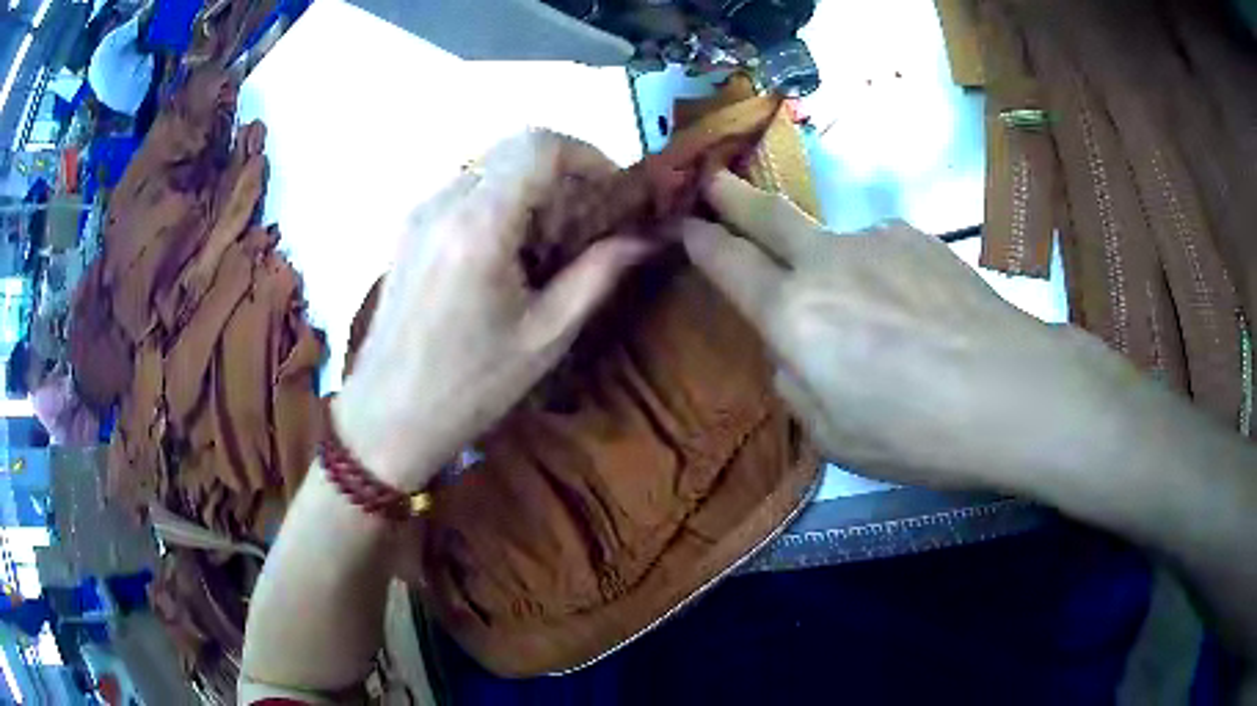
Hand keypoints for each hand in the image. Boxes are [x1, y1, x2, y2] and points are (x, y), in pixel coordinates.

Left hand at [334, 131, 651, 490]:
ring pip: (490, 166)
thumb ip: (597, 275)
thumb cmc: (469, 388)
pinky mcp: (409, 229)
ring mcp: (420, 213)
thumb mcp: (544, 337)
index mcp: (479, 226)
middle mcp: (444, 203)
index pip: (539, 146)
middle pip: (515, 149)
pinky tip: (508, 253)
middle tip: (584, 221)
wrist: (387, 418)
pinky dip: (500, 202)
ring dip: (531, 187)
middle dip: (562, 173)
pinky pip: (465, 190)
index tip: (612, 190)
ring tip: (548, 243)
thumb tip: (643, 239)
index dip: (588, 155)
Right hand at [681, 171, 1133, 488]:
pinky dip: (882, 275)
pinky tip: (916, 313)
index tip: (686, 225)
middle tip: (714, 179)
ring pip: (836, 245)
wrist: (1008, 388)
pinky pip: (882, 253)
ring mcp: (876, 239)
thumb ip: (796, 384)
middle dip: (734, 197)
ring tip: (879, 323)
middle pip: (769, 217)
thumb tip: (793, 352)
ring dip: (834, 266)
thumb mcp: (834, 435)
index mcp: (794, 315)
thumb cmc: (915, 430)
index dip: (702, 242)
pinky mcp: (918, 237)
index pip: (729, 264)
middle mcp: (827, 262)